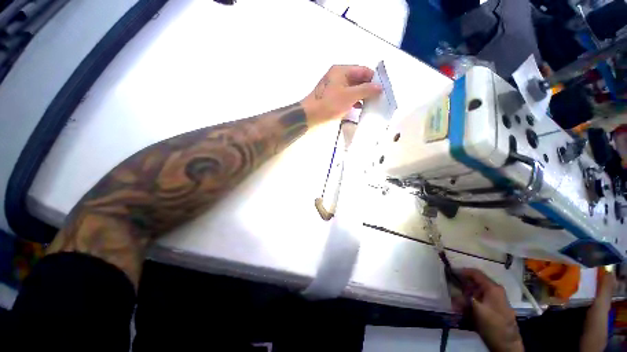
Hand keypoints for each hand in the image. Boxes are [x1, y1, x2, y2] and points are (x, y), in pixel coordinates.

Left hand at [301, 65, 381, 124]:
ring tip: (371, 104)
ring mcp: (335, 88)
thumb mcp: (349, 96)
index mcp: (342, 70)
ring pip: (353, 89)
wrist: (310, 116)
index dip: (374, 79)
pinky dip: (354, 101)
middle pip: (358, 79)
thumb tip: (380, 87)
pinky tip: (359, 108)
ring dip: (362, 96)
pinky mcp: (333, 98)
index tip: (383, 89)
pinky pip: (347, 97)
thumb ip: (366, 90)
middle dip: (368, 88)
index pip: (363, 70)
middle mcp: (339, 76)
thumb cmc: (329, 104)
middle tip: (378, 98)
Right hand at [456, 269, 523, 351]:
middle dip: (462, 285)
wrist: (507, 344)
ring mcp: (495, 299)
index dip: (462, 271)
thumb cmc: (492, 324)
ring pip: (476, 292)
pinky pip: (479, 300)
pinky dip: (470, 302)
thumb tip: (452, 293)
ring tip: (455, 301)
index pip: (475, 273)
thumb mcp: (476, 310)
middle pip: (475, 282)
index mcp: (492, 288)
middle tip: (451, 287)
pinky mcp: (493, 308)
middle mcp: (495, 291)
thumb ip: (463, 299)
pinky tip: (463, 309)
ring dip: (465, 295)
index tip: (450, 272)